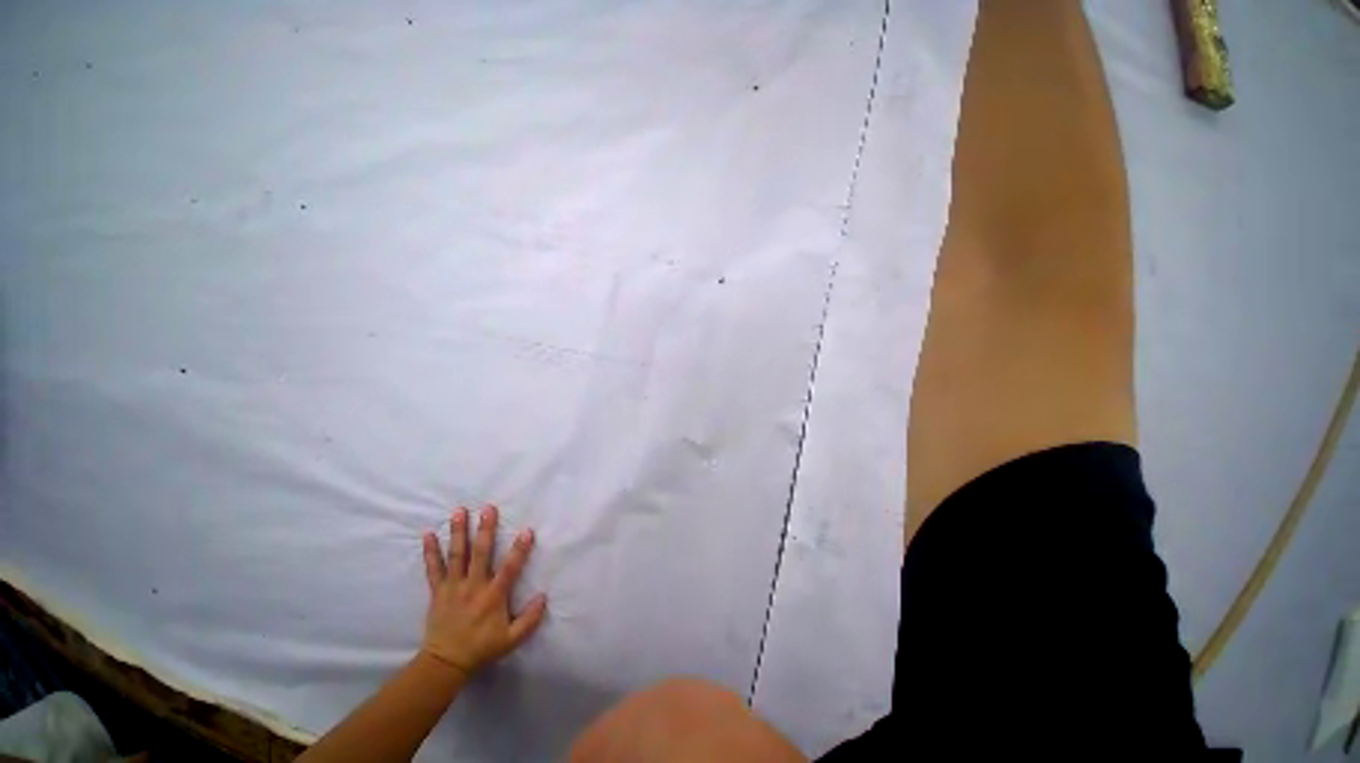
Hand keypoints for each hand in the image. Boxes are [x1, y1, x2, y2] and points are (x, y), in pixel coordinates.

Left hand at [420, 505, 547, 677]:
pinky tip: (428, 534)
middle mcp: (473, 587)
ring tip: (459, 511)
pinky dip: (430, 551)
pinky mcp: (438, 591)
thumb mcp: (511, 640)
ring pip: (456, 555)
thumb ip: (529, 620)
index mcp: (493, 597)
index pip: (509, 569)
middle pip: (480, 554)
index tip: (527, 531)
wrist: (445, 663)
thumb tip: (544, 597)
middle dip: (485, 530)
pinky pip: (433, 569)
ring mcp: (453, 587)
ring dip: (458, 532)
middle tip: (488, 508)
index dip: (519, 550)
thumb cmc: (481, 648)